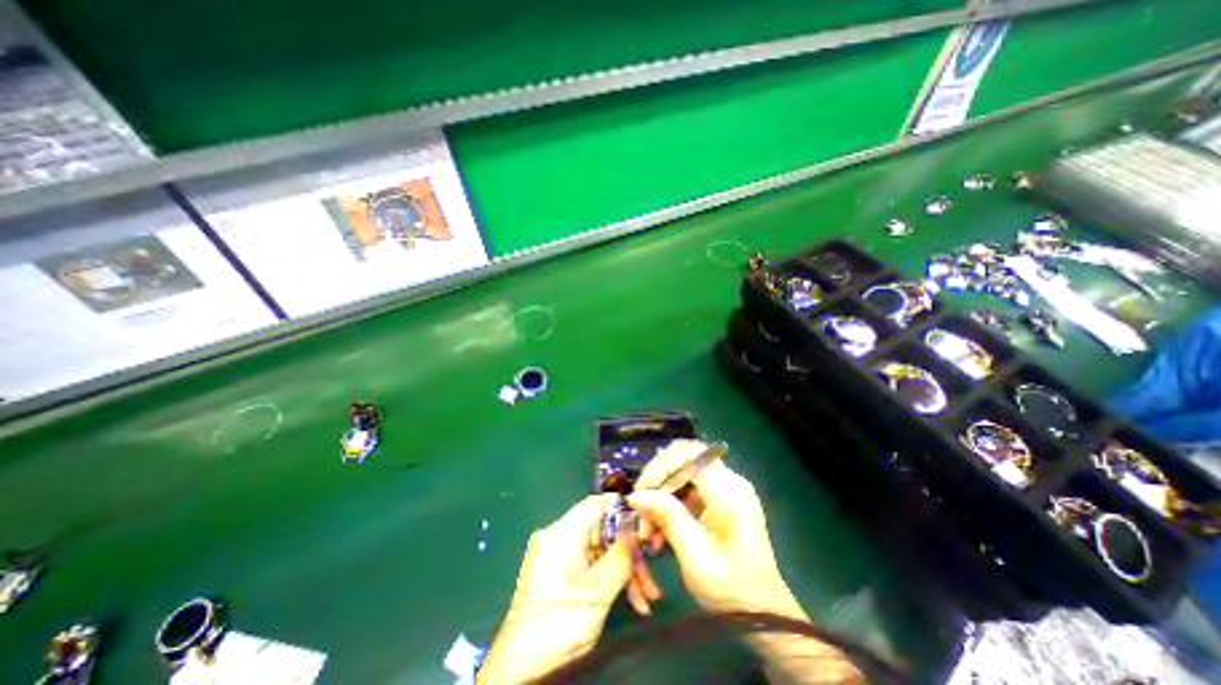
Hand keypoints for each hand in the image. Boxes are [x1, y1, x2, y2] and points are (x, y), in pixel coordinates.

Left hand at [477, 495, 633, 681]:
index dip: (621, 509)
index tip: (645, 523)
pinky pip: (589, 562)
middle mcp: (556, 536)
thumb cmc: (559, 628)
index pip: (595, 503)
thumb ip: (620, 556)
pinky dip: (608, 576)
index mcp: (561, 534)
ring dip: (623, 570)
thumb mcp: (597, 592)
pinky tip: (630, 600)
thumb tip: (636, 532)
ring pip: (599, 549)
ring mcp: (556, 553)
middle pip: (601, 530)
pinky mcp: (557, 569)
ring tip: (646, 598)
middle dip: (627, 552)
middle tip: (649, 577)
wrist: (522, 671)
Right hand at [625, 441, 809, 622]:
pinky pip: (687, 489)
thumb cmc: (732, 589)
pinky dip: (670, 504)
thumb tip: (636, 495)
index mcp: (729, 491)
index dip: (661, 467)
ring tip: (648, 528)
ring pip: (682, 473)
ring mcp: (726, 488)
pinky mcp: (719, 499)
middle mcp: (730, 481)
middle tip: (641, 507)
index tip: (642, 492)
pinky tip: (660, 529)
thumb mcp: (695, 556)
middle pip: (684, 459)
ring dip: (661, 495)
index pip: (689, 455)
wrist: (763, 613)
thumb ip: (668, 518)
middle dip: (658, 481)